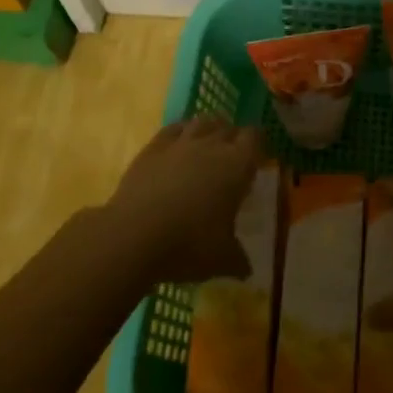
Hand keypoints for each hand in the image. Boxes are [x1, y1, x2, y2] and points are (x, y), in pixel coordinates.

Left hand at [100, 116, 264, 285]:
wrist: (135, 235)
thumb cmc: (189, 245)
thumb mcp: (221, 260)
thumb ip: (238, 260)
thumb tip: (247, 270)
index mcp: (237, 166)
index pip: (255, 138)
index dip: (257, 144)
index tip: (256, 157)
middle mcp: (212, 146)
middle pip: (229, 128)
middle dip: (234, 138)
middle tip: (233, 157)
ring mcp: (181, 143)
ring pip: (202, 122)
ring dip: (210, 129)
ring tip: (209, 143)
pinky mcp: (153, 147)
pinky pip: (173, 129)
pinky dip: (181, 131)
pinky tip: (179, 143)